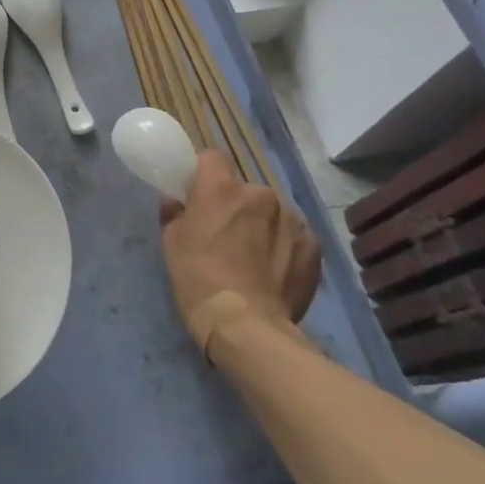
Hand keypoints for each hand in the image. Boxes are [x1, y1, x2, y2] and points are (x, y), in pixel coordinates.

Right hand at [160, 151, 320, 356]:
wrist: (246, 326)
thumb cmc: (198, 279)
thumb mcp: (171, 244)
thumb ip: (174, 213)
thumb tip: (175, 200)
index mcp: (221, 188)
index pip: (212, 157)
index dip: (204, 172)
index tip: (199, 192)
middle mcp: (260, 194)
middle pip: (244, 189)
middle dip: (236, 205)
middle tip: (226, 234)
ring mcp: (291, 218)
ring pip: (271, 212)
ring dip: (261, 225)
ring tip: (254, 258)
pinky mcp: (312, 244)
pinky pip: (292, 235)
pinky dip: (283, 246)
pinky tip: (274, 271)